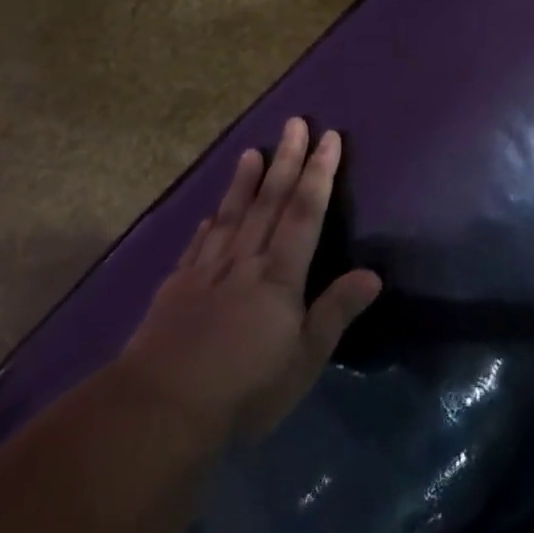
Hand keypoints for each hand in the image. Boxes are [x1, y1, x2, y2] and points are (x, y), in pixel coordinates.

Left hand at [123, 119, 381, 442]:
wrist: (160, 410)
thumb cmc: (244, 389)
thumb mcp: (304, 360)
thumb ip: (335, 312)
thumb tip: (373, 274)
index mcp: (279, 276)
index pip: (306, 213)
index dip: (319, 173)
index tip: (329, 138)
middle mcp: (245, 262)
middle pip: (269, 202)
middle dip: (287, 160)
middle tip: (295, 122)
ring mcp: (206, 272)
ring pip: (231, 215)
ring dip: (244, 181)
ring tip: (252, 151)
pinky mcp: (176, 290)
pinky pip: (196, 247)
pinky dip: (207, 226)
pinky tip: (209, 215)